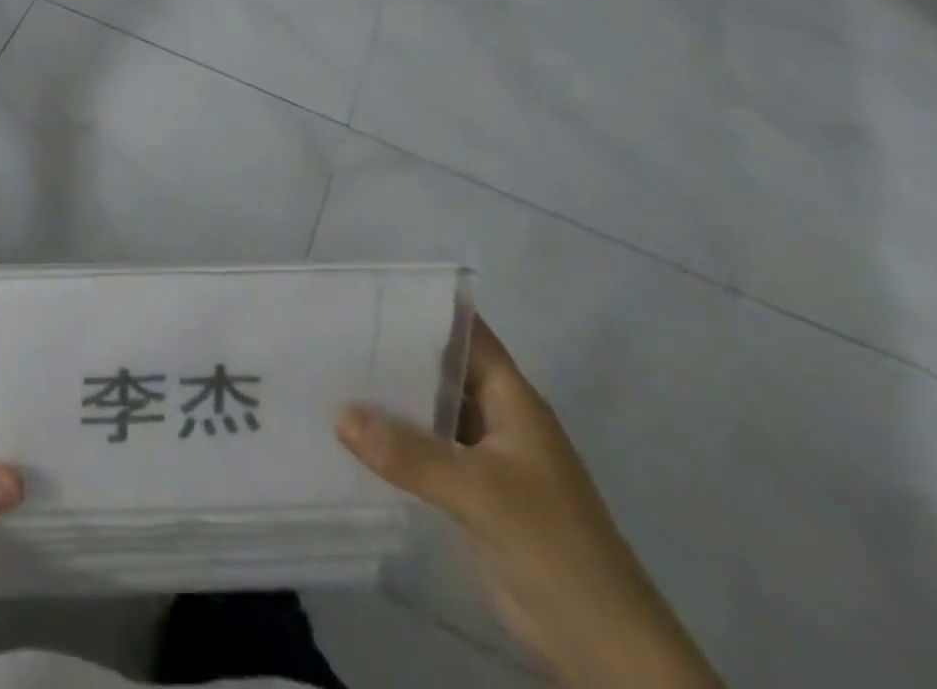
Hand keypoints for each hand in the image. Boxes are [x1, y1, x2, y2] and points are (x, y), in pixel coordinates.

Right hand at [337, 319, 719, 688]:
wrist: (603, 645)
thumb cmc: (552, 544)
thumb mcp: (479, 491)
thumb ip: (409, 453)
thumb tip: (339, 414)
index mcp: (512, 399)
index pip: (466, 334)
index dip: (425, 308)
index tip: (370, 291)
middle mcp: (498, 418)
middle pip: (442, 369)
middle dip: (395, 351)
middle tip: (336, 331)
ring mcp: (486, 458)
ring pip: (431, 411)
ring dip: (391, 398)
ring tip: (333, 373)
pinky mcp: (473, 494)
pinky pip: (427, 452)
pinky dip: (396, 441)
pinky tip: (354, 433)